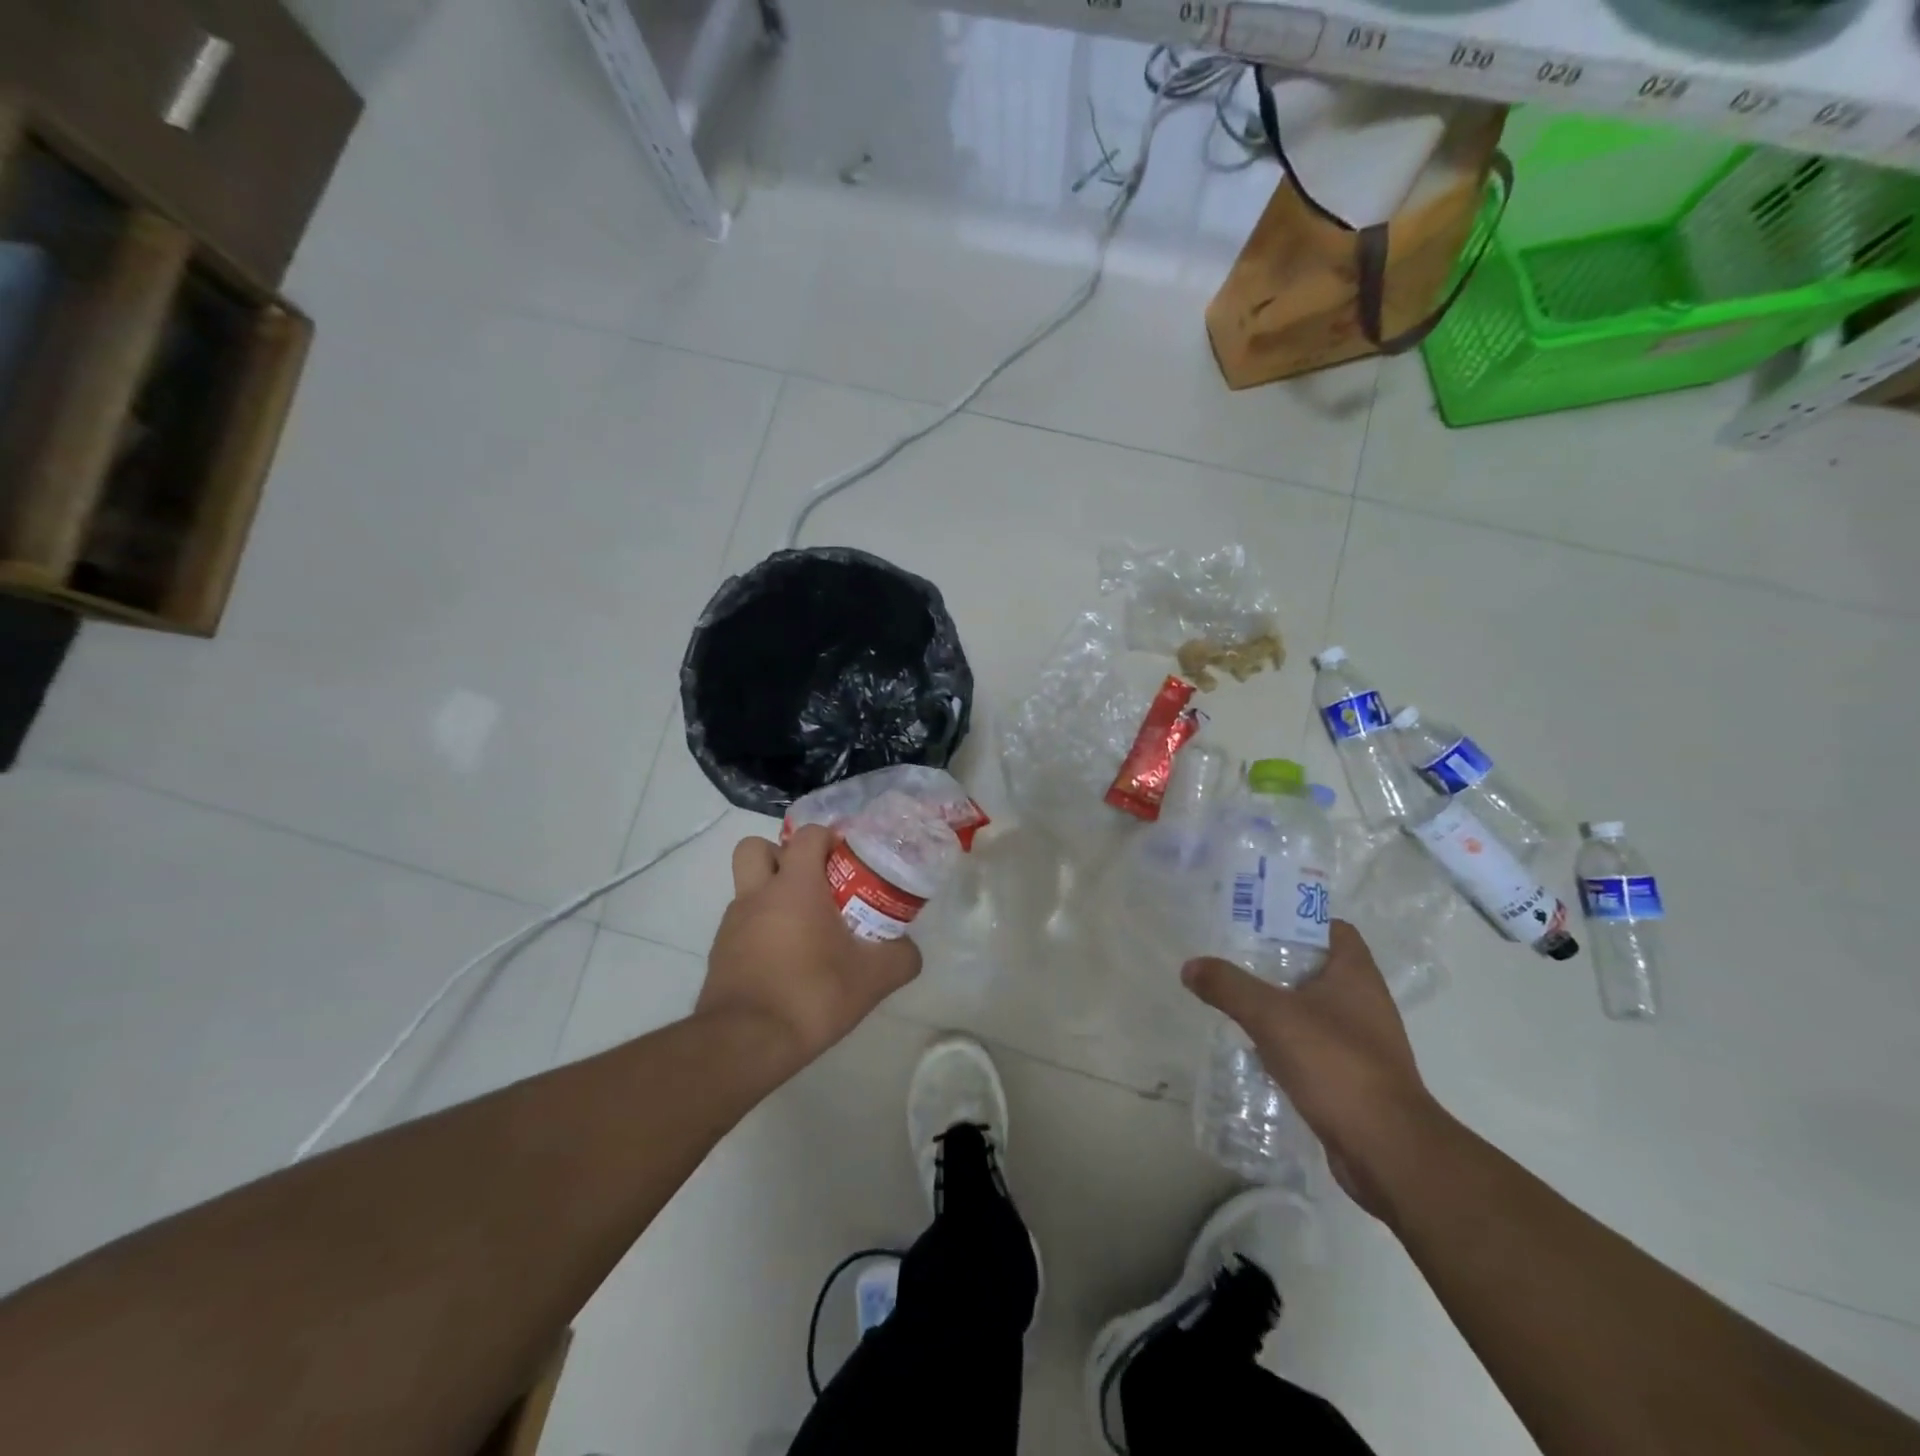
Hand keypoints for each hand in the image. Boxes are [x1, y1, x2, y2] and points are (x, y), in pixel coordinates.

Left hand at [700, 825, 921, 1070]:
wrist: (746, 1043)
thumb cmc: (811, 994)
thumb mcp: (873, 978)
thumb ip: (900, 957)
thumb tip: (909, 950)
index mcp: (794, 886)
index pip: (807, 835)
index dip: (828, 838)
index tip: (848, 861)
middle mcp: (757, 895)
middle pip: (757, 849)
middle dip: (782, 856)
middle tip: (812, 883)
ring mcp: (732, 924)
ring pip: (747, 888)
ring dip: (771, 896)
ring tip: (803, 928)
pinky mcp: (720, 954)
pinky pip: (741, 925)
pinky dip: (760, 931)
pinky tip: (784, 962)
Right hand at [1182, 920, 1439, 1217]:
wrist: (1387, 1150)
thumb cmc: (1335, 1064)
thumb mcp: (1271, 1016)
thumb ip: (1228, 986)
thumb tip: (1190, 966)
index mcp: (1356, 974)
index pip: (1332, 928)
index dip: (1297, 918)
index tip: (1257, 922)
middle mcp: (1365, 1002)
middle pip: (1318, 967)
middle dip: (1278, 962)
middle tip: (1235, 959)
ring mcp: (1363, 1043)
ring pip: (1315, 1009)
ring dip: (1281, 1005)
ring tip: (1238, 1002)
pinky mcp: (1354, 1078)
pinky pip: (1315, 1047)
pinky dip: (1288, 1043)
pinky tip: (1258, 1050)